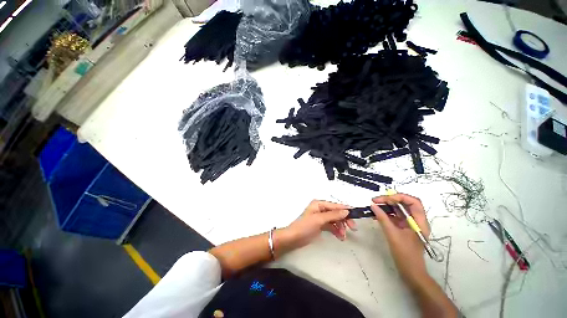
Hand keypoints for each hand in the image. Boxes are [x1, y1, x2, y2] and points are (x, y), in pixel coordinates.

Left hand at [280, 200, 355, 249]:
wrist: (293, 238)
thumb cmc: (305, 226)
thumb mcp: (319, 219)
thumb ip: (333, 215)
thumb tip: (346, 211)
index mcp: (319, 204)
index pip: (335, 205)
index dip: (345, 209)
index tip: (356, 214)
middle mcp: (320, 209)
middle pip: (336, 212)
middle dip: (344, 219)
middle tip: (353, 228)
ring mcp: (321, 217)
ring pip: (335, 220)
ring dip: (341, 227)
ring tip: (343, 236)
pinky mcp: (321, 225)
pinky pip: (332, 226)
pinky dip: (336, 230)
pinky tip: (340, 237)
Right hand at [371, 193, 430, 283]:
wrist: (410, 272)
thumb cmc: (405, 254)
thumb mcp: (393, 235)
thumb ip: (383, 218)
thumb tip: (373, 205)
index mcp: (420, 221)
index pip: (413, 202)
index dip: (399, 197)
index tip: (384, 199)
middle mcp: (416, 220)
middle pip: (405, 203)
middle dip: (390, 200)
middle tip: (375, 200)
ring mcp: (410, 224)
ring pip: (399, 209)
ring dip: (386, 206)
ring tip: (374, 206)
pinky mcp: (404, 228)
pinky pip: (395, 216)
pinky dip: (386, 213)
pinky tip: (376, 214)